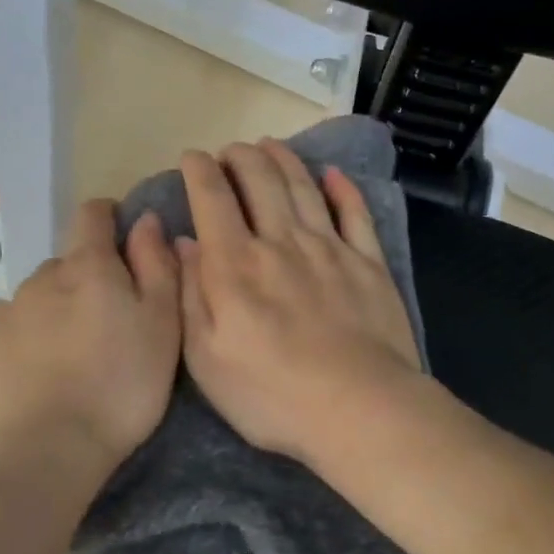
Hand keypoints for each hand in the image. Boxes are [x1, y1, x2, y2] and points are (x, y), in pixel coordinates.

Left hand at [0, 200, 180, 472]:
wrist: (42, 454)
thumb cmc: (119, 388)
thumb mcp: (161, 326)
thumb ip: (157, 266)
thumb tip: (146, 219)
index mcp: (88, 268)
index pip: (93, 215)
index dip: (110, 217)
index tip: (124, 239)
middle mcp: (41, 279)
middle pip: (67, 263)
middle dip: (87, 280)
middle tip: (108, 324)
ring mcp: (4, 313)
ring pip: (38, 298)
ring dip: (56, 312)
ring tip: (73, 358)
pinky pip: (10, 330)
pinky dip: (27, 341)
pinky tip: (39, 378)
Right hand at [177, 139, 422, 464]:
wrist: (360, 408)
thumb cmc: (273, 395)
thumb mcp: (207, 359)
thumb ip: (192, 296)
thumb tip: (184, 243)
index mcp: (236, 265)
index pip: (212, 199)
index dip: (199, 171)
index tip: (192, 157)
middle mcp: (281, 242)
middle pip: (260, 181)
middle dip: (241, 157)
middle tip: (230, 150)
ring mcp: (330, 249)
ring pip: (303, 188)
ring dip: (284, 161)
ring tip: (270, 146)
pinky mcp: (369, 263)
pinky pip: (355, 213)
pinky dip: (343, 189)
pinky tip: (334, 175)